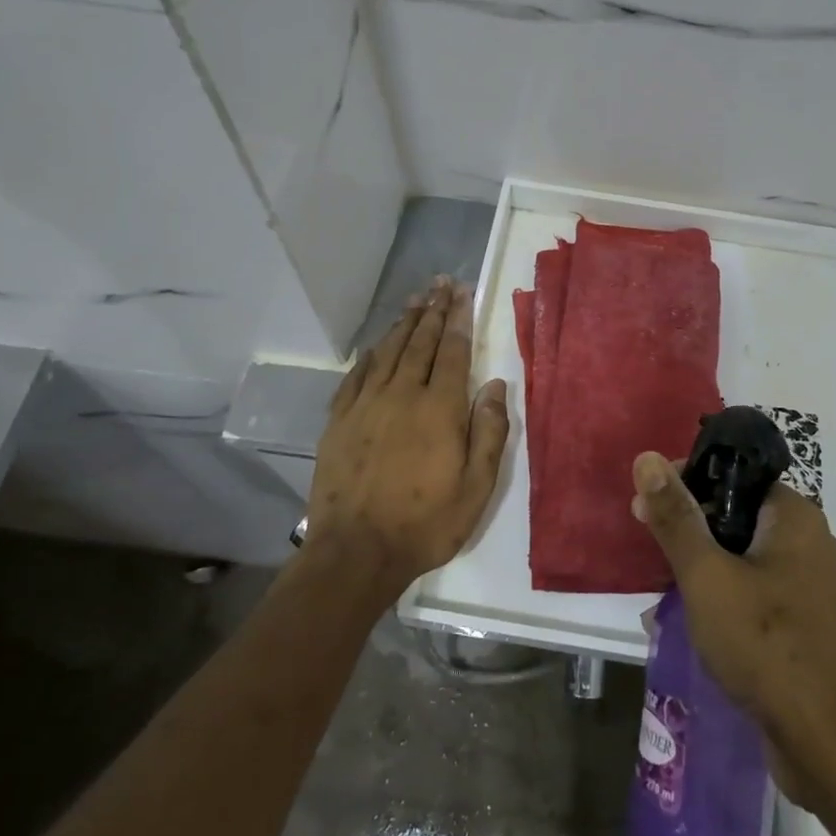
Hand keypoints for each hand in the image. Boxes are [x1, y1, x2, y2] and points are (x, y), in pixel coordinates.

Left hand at [306, 278, 508, 596]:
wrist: (356, 552)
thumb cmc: (426, 523)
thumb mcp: (476, 487)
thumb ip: (489, 432)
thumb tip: (495, 385)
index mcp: (440, 409)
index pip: (453, 351)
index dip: (459, 319)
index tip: (462, 292)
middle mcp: (402, 395)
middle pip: (420, 342)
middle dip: (433, 310)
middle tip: (440, 283)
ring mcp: (366, 406)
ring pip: (388, 352)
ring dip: (403, 323)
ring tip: (415, 299)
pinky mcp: (340, 421)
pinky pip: (357, 376)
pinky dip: (370, 355)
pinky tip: (376, 345)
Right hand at [632, 452, 835, 826]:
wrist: (832, 747)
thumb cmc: (766, 647)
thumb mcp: (708, 577)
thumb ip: (676, 518)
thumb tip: (648, 458)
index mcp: (794, 516)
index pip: (733, 475)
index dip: (687, 484)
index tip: (648, 510)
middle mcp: (810, 540)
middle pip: (738, 513)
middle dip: (693, 529)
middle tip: (655, 553)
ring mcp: (814, 584)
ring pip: (746, 554)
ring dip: (707, 566)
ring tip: (670, 589)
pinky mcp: (810, 621)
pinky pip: (761, 589)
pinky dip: (729, 594)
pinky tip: (702, 620)